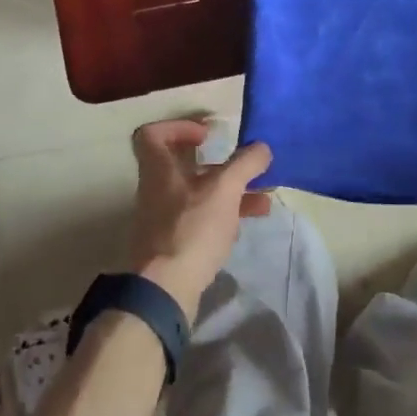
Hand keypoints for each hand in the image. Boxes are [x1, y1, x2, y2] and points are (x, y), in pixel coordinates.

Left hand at [129, 120, 272, 317]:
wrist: (166, 289)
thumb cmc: (192, 228)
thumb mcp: (225, 189)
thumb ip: (245, 164)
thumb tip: (262, 147)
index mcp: (159, 169)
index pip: (152, 134)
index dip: (178, 127)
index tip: (207, 135)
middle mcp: (158, 189)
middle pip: (184, 165)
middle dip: (221, 164)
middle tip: (246, 165)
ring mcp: (164, 218)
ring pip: (199, 193)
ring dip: (231, 190)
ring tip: (264, 195)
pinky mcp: (175, 242)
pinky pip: (201, 218)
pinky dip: (225, 214)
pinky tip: (250, 220)